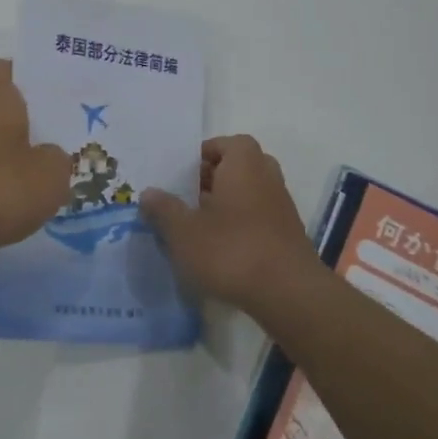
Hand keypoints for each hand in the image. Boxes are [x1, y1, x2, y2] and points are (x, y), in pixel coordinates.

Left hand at [0, 58, 72, 255]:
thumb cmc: (1, 186)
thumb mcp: (51, 172)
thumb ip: (57, 158)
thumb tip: (50, 157)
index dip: (14, 70)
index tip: (37, 82)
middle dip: (27, 121)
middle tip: (61, 133)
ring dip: (17, 158)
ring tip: (51, 174)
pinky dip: (5, 188)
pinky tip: (28, 205)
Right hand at [141, 136, 321, 313]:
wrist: (288, 295)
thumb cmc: (231, 251)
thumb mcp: (184, 231)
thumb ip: (164, 209)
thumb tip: (149, 193)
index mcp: (244, 165)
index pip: (228, 143)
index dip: (205, 154)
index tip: (182, 174)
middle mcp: (267, 178)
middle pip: (239, 167)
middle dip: (213, 179)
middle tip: (188, 198)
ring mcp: (282, 208)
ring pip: (250, 194)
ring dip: (227, 204)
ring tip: (199, 226)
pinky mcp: (287, 236)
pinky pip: (259, 218)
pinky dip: (241, 226)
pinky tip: (221, 250)